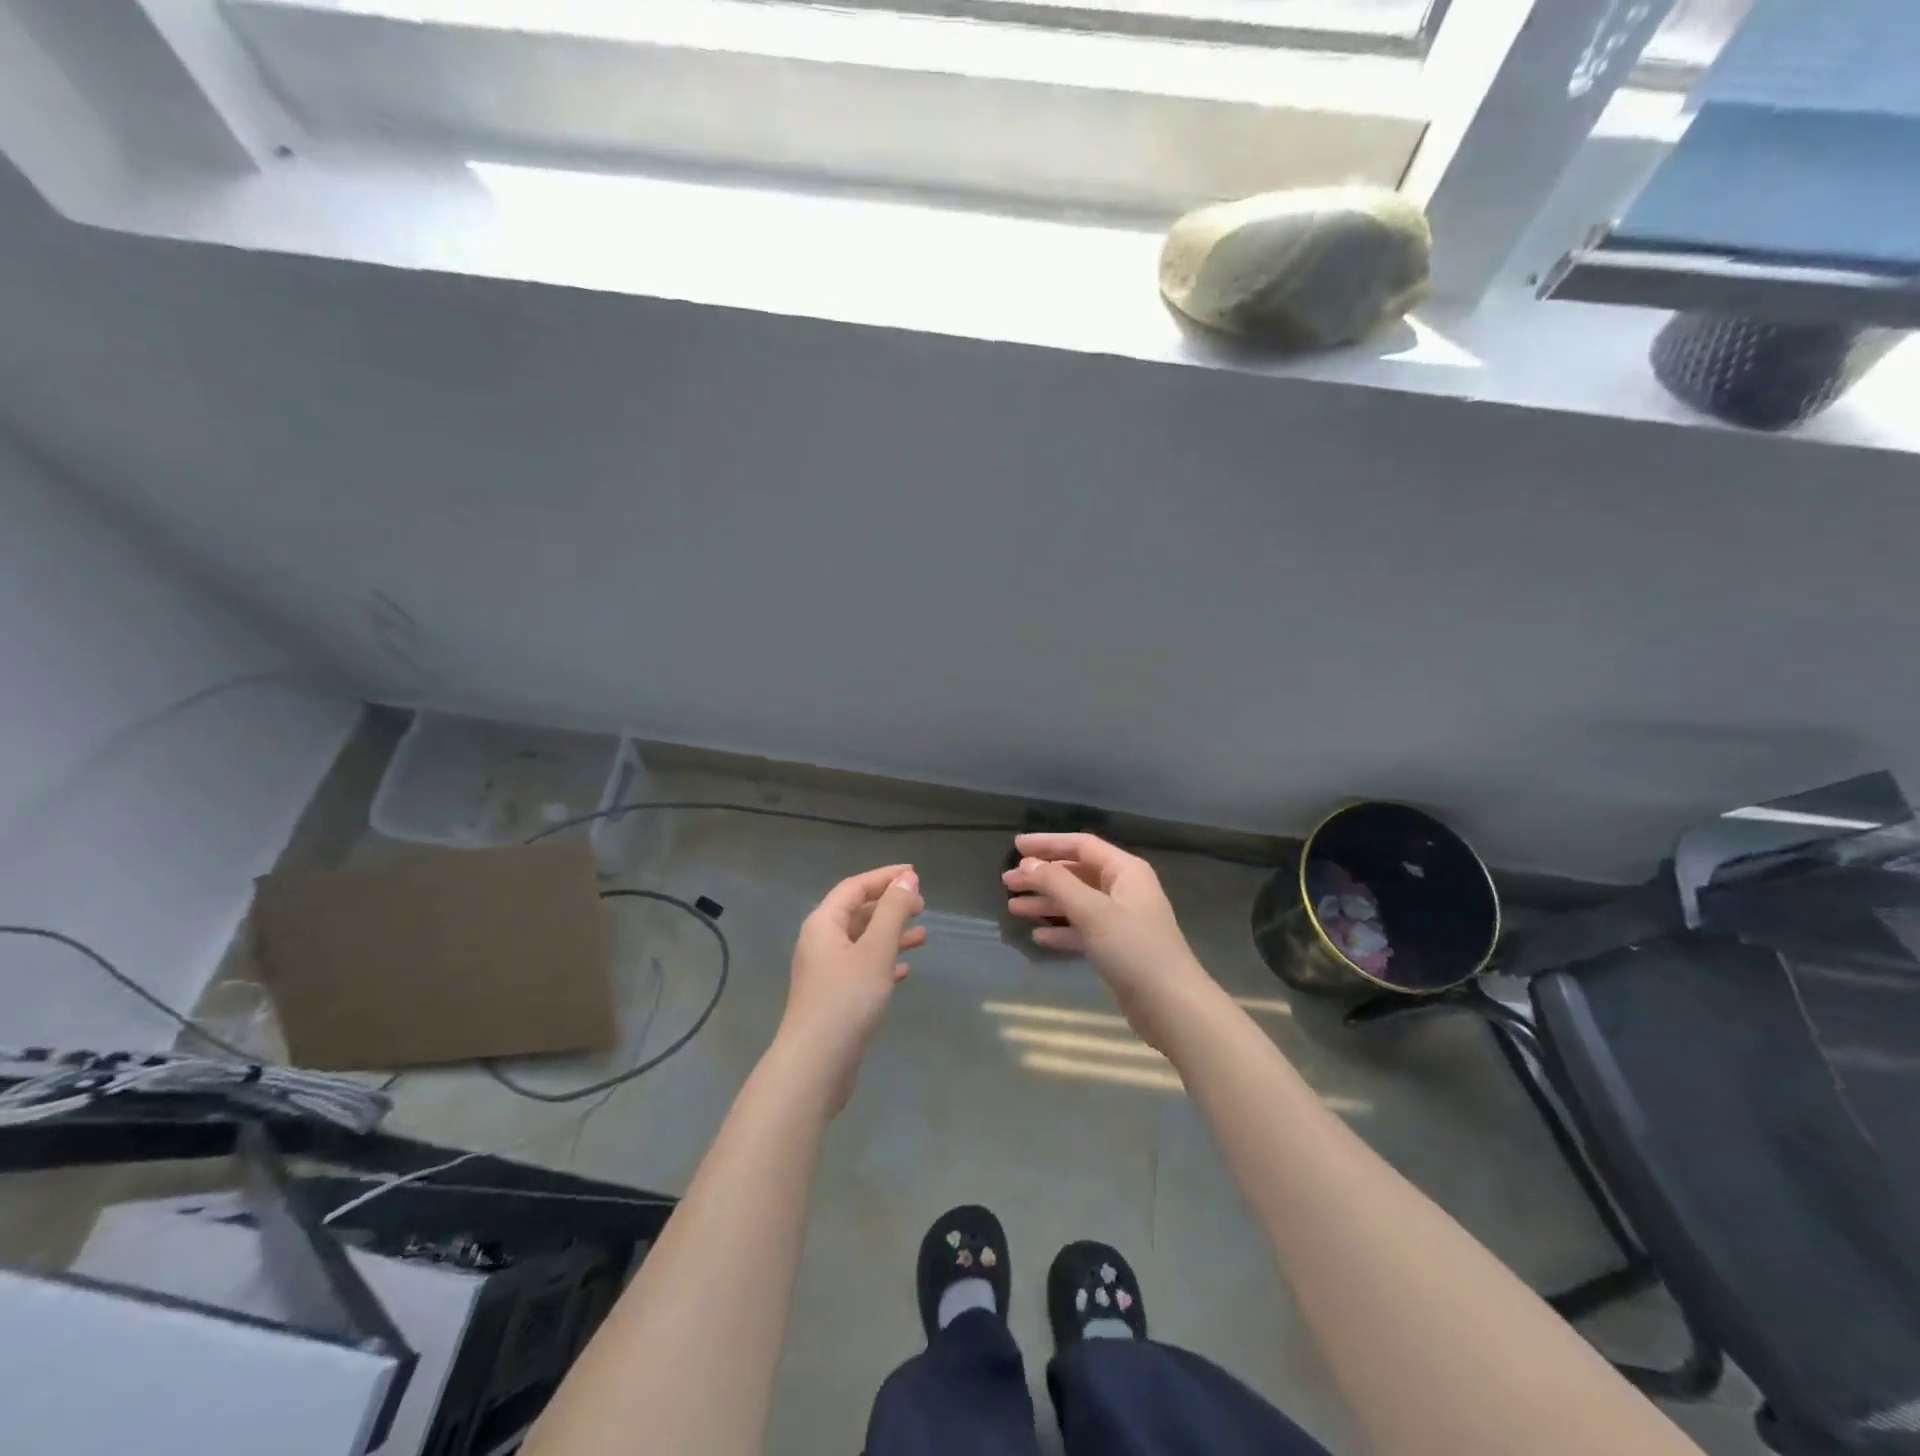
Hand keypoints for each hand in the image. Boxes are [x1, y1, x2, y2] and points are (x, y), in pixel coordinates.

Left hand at [779, 864, 926, 1112]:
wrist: (816, 1065)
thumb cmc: (847, 999)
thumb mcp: (876, 950)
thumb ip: (893, 912)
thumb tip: (907, 878)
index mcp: (824, 924)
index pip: (855, 887)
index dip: (885, 877)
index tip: (915, 874)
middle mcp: (820, 942)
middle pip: (858, 912)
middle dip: (891, 906)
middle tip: (923, 906)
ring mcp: (826, 972)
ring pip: (863, 942)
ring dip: (892, 935)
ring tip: (924, 936)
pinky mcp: (834, 998)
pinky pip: (862, 968)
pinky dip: (885, 963)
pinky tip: (906, 971)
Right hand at [1003, 833, 1215, 1049]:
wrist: (1171, 1006)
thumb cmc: (1134, 949)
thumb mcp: (1092, 911)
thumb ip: (1058, 883)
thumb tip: (1028, 864)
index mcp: (1125, 871)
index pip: (1081, 845)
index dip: (1048, 843)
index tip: (1016, 848)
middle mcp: (1124, 889)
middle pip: (1076, 873)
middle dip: (1042, 876)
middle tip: (1007, 883)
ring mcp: (1122, 919)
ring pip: (1077, 902)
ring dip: (1046, 903)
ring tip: (1013, 908)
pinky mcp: (1118, 948)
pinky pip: (1083, 929)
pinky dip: (1062, 929)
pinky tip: (1039, 936)